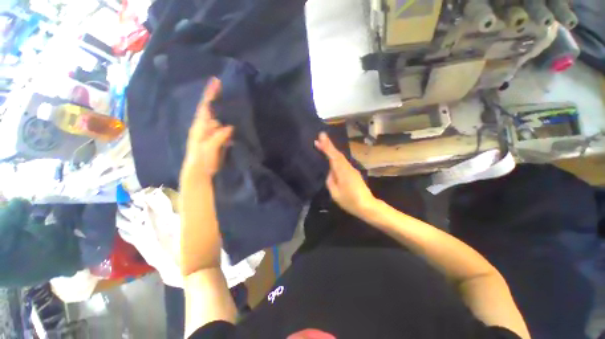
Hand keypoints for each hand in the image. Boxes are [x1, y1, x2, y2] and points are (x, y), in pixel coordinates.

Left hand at [181, 78, 233, 183]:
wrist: (200, 172)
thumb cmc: (201, 160)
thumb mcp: (208, 148)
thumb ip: (218, 137)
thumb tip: (229, 127)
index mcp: (200, 127)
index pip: (205, 107)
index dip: (210, 95)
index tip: (216, 82)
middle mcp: (205, 127)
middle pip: (213, 111)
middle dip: (220, 101)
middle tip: (231, 92)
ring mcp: (212, 133)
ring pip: (220, 120)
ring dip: (227, 113)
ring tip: (237, 106)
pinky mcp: (218, 140)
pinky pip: (225, 129)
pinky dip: (230, 125)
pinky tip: (237, 123)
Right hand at [315, 132, 377, 218]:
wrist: (367, 206)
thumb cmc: (349, 201)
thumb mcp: (335, 193)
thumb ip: (330, 180)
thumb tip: (330, 171)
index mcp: (343, 172)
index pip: (334, 156)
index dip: (327, 146)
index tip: (321, 136)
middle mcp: (348, 167)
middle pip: (337, 154)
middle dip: (329, 145)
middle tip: (320, 137)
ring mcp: (352, 169)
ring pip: (340, 157)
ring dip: (332, 150)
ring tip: (323, 144)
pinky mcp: (353, 172)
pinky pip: (343, 161)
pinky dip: (336, 156)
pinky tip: (332, 157)